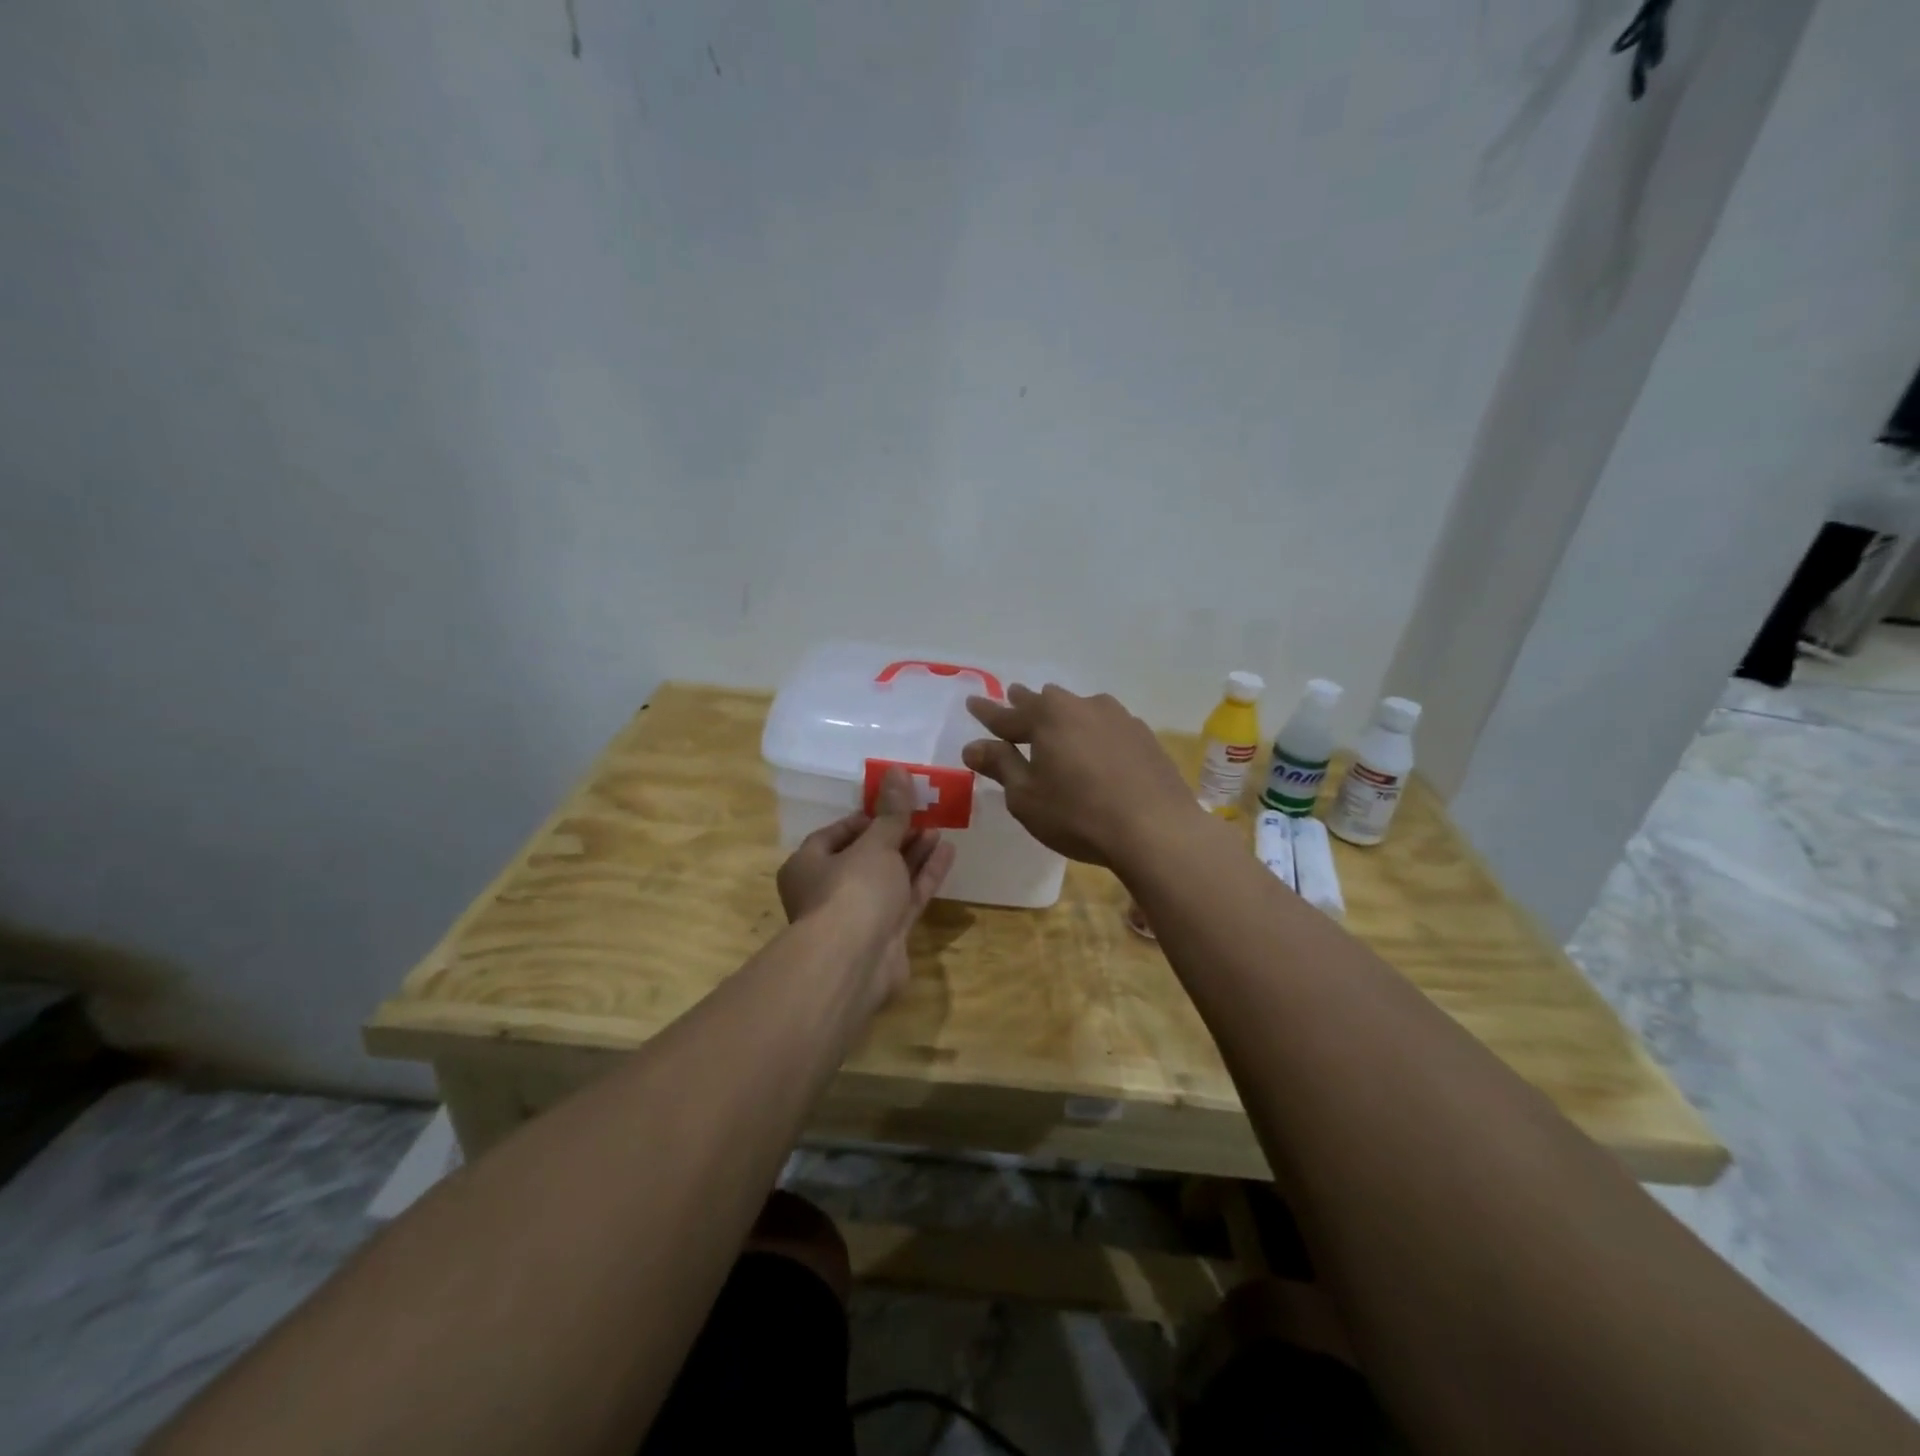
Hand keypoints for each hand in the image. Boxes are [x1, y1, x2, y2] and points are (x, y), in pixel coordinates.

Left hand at [776, 767, 955, 1008]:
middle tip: (924, 814)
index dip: (866, 818)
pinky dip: (924, 876)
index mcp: (808, 865)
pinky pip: (906, 898)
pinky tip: (947, 852)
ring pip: (889, 878)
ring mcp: (858, 916)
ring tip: (940, 828)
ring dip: (913, 853)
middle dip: (895, 835)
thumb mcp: (875, 844)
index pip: (836, 834)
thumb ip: (892, 812)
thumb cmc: (853, 890)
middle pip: (865, 856)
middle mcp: (829, 890)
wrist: (855, 962)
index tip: (893, 804)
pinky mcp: (885, 936)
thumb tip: (898, 771)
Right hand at [962, 684, 1202, 867]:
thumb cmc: (1078, 815)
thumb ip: (1000, 766)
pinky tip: (1095, 746)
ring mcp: (1118, 718)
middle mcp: (1082, 706)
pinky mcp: (1144, 736)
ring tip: (1055, 721)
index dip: (986, 712)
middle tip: (1012, 698)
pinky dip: (1092, 732)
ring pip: (1079, 709)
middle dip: (1025, 703)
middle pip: (1045, 702)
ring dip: (1063, 715)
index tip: (972, 701)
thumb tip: (973, 746)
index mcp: (1048, 717)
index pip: (1006, 714)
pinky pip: (1106, 726)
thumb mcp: (1026, 797)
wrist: (1156, 829)